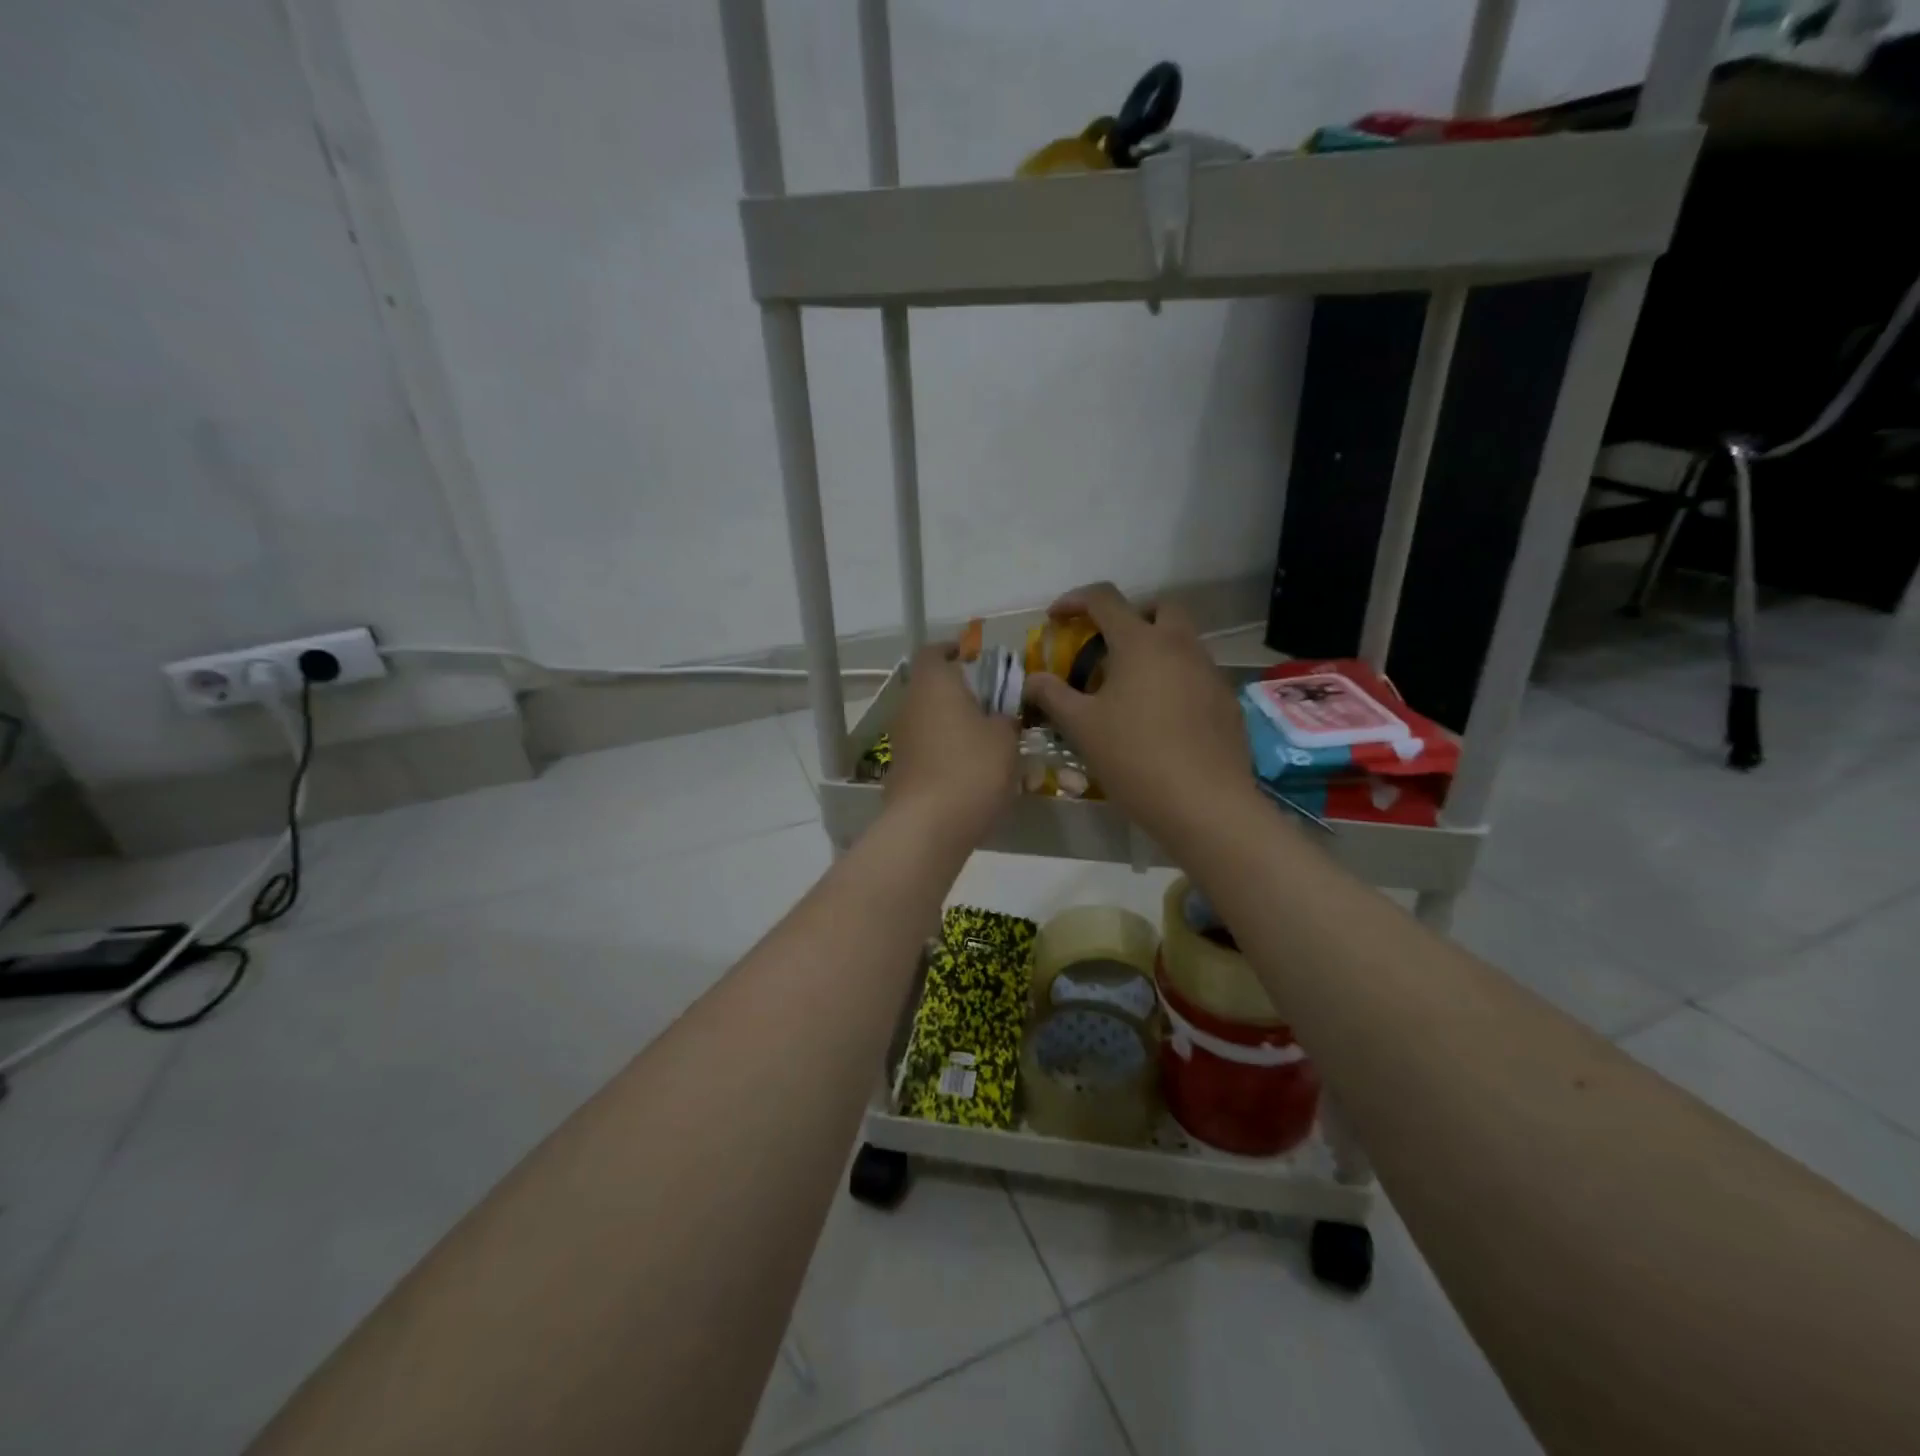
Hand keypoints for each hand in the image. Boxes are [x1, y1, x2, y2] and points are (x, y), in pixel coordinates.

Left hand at [885, 643, 1018, 847]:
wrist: (929, 825)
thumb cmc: (972, 768)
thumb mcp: (1005, 738)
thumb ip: (1005, 718)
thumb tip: (999, 716)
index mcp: (933, 683)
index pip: (934, 651)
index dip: (953, 650)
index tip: (975, 657)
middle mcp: (909, 704)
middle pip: (932, 686)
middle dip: (959, 692)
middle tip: (991, 703)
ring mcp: (900, 738)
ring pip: (929, 718)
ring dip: (952, 723)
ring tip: (986, 738)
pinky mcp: (899, 768)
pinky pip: (926, 747)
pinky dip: (944, 750)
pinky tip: (969, 769)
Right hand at [1023, 583, 1257, 853]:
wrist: (1203, 803)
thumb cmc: (1134, 757)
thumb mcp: (1081, 727)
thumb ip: (1052, 695)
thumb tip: (1033, 679)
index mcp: (1140, 642)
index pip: (1105, 599)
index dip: (1075, 600)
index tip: (1056, 618)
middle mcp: (1180, 645)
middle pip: (1159, 607)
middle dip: (1131, 615)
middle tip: (1108, 645)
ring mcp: (1210, 672)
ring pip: (1183, 641)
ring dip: (1156, 648)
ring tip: (1132, 687)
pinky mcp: (1227, 701)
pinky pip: (1198, 674)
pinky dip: (1176, 679)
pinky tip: (1162, 718)